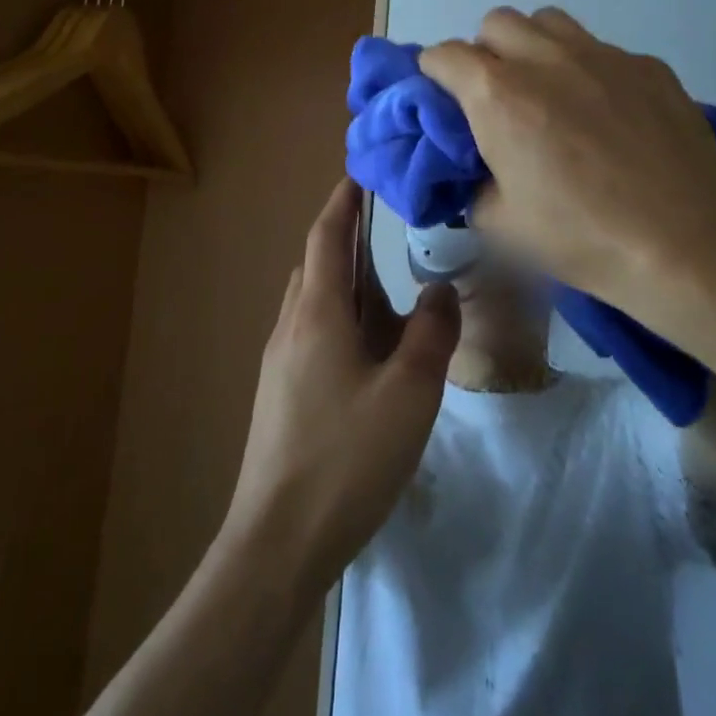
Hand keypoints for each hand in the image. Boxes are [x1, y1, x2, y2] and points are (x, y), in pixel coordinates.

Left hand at [220, 180, 460, 593]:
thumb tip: (439, 288)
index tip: (361, 173)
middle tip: (390, 227)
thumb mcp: (408, 393)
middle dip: (347, 237)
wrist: (277, 542)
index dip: (342, 200)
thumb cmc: (346, 458)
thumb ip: (431, 333)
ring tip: (389, 284)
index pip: (325, 236)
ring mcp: (280, 362)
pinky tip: (372, 347)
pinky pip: (313, 332)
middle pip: (316, 264)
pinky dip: (342, 317)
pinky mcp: (281, 393)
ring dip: (345, 280)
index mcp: (317, 313)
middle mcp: (291, 326)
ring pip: (314, 301)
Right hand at [421, 8, 715, 325]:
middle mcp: (544, 58)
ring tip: (549, 90)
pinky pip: (600, 49)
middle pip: (494, 23)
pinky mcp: (646, 64)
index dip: (433, 76)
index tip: (443, 102)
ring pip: (548, 22)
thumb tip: (474, 168)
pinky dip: (587, 69)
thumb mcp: (500, 224)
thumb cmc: (581, 237)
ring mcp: (601, 54)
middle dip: (484, 52)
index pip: (442, 55)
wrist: (684, 241)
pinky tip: (608, 112)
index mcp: (497, 94)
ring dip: (533, 46)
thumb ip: (471, 184)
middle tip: (498, 97)